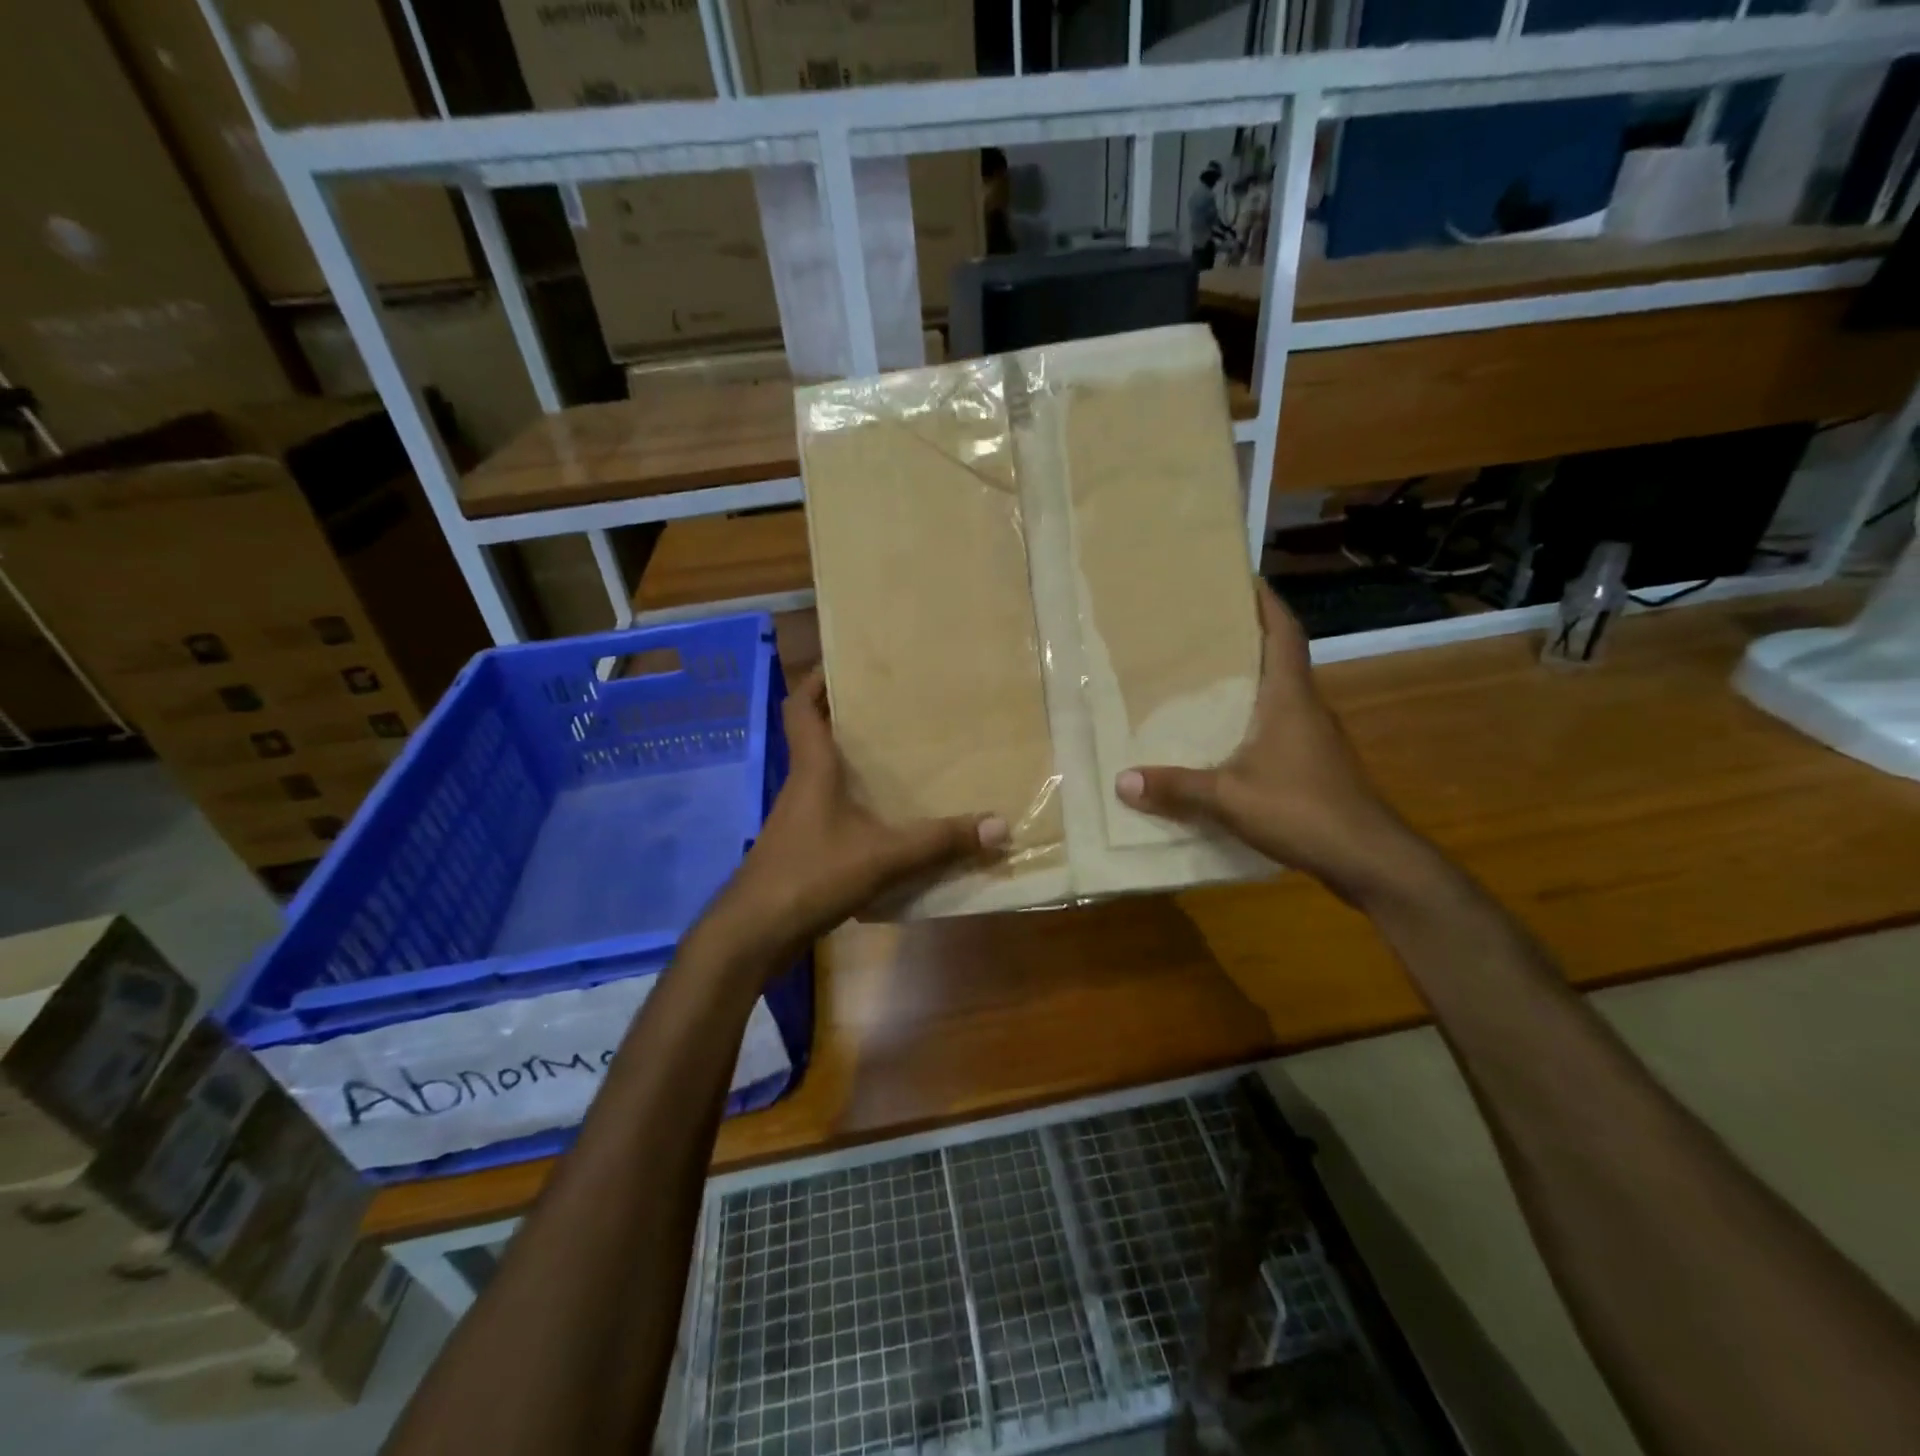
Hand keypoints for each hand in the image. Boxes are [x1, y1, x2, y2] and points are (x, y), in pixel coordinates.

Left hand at [706, 668, 1006, 960]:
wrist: (755, 934)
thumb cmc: (811, 875)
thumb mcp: (883, 856)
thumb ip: (939, 841)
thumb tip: (999, 825)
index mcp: (812, 770)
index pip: (800, 708)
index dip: (815, 681)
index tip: (844, 662)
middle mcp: (802, 787)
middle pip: (817, 738)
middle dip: (847, 719)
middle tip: (893, 707)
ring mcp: (799, 821)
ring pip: (826, 778)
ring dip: (854, 766)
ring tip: (900, 758)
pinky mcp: (802, 851)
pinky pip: (832, 815)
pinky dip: (856, 809)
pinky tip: (887, 823)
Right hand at [1115, 581, 1423, 903]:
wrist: (1368, 858)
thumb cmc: (1302, 810)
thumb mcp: (1228, 798)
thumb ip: (1176, 788)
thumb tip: (1122, 781)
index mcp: (1290, 698)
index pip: (1284, 634)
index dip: (1267, 604)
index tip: (1243, 579)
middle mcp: (1307, 708)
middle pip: (1280, 659)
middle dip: (1247, 638)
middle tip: (1202, 629)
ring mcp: (1316, 738)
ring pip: (1280, 695)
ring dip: (1251, 681)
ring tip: (1204, 679)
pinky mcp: (1317, 766)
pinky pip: (1280, 727)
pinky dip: (1254, 719)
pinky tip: (1226, 738)